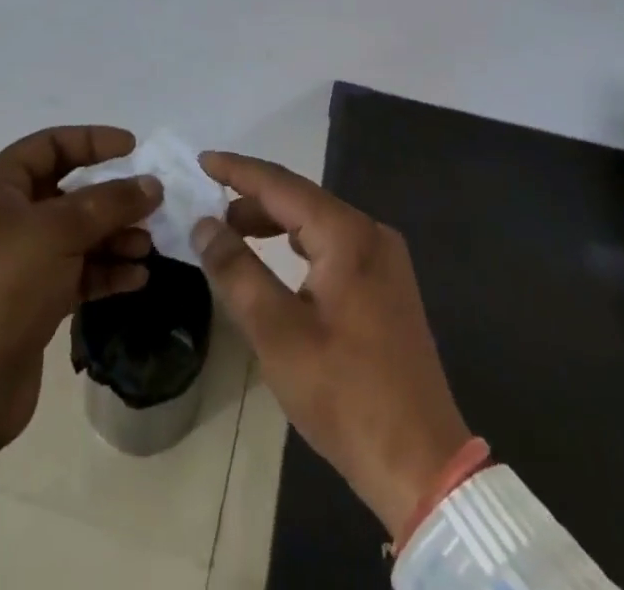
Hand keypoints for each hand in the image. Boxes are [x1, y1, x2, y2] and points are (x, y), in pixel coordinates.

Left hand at [0, 126, 161, 478]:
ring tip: (147, 247)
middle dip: (111, 198)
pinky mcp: (31, 300)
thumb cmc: (6, 283)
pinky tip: (136, 278)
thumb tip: (153, 184)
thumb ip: (110, 202)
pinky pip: (76, 272)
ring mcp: (18, 261)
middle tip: (151, 205)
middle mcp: (6, 216)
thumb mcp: (60, 230)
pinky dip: (105, 272)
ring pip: (76, 234)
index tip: (134, 148)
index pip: (51, 145)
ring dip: (114, 237)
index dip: (93, 140)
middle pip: (68, 191)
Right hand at [192, 152, 470, 538]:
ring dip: (274, 222)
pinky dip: (299, 244)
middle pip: (301, 199)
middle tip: (209, 205)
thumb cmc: (345, 394)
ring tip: (233, 233)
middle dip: (252, 198)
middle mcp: (371, 234)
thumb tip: (204, 226)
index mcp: (348, 235)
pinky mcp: (387, 285)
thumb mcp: (278, 334)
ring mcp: (385, 259)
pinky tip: (278, 259)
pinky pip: (334, 245)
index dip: (238, 171)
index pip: (281, 185)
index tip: (202, 160)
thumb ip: (237, 271)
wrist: (422, 463)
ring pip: (318, 222)